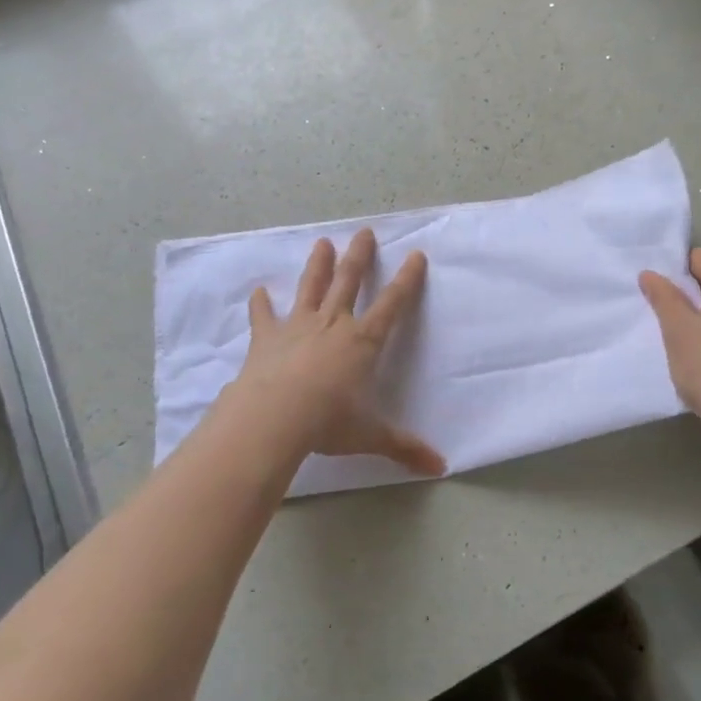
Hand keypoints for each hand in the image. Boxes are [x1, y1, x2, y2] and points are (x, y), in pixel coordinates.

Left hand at [228, 229, 443, 476]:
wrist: (274, 417)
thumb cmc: (328, 422)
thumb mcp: (371, 435)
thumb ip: (404, 447)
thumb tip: (441, 468)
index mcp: (363, 342)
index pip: (392, 304)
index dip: (407, 280)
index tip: (416, 255)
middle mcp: (333, 324)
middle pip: (349, 282)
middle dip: (359, 257)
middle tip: (365, 232)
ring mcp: (298, 327)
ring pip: (311, 287)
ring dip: (317, 265)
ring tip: (322, 243)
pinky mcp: (267, 339)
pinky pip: (264, 317)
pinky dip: (261, 304)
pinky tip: (259, 291)